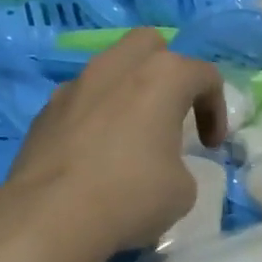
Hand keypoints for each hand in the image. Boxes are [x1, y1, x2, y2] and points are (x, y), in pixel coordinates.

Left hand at [0, 29, 226, 259]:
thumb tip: (161, 166)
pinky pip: (80, 100)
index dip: (216, 110)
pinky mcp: (44, 111)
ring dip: (126, 91)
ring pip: (109, 68)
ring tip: (130, 134)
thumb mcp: (182, 189)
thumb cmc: (131, 196)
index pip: (204, 75)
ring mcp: (75, 85)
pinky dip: (94, 116)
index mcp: (162, 76)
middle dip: (166, 70)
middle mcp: (116, 67)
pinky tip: (94, 155)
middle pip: (150, 44)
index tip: (211, 146)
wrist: (49, 218)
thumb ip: (180, 164)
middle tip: (171, 111)